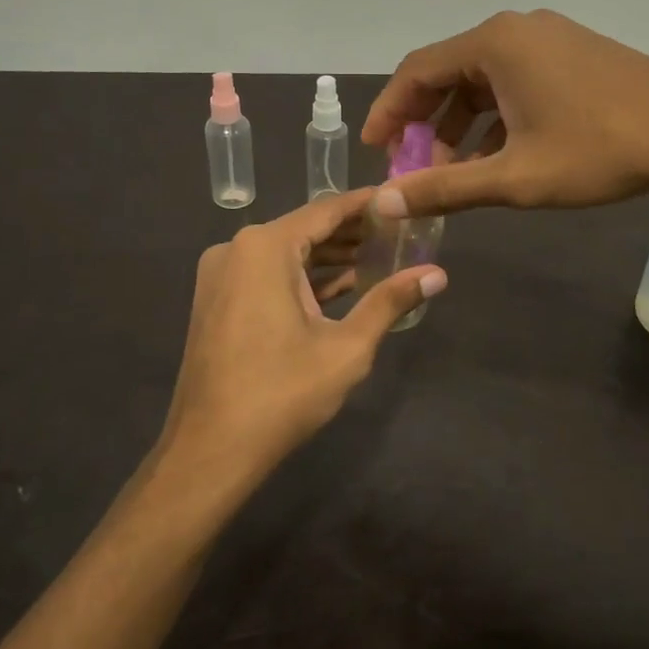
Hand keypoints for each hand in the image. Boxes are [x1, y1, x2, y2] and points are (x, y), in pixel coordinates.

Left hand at [161, 189, 446, 482]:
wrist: (210, 449)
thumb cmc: (281, 394)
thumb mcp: (346, 348)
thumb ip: (390, 302)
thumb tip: (438, 274)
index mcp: (265, 248)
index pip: (327, 211)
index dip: (367, 204)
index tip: (402, 199)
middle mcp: (236, 249)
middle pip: (306, 229)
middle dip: (352, 233)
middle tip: (400, 233)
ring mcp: (221, 275)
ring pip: (286, 254)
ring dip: (329, 258)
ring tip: (380, 258)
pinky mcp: (217, 300)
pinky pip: (267, 275)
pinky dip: (302, 279)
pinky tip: (342, 287)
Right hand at [361, 9, 648, 217]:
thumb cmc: (599, 152)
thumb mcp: (515, 177)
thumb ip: (444, 188)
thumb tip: (383, 202)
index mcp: (494, 44)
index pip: (417, 71)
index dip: (388, 112)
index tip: (375, 151)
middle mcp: (517, 29)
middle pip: (448, 73)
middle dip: (425, 122)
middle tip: (411, 167)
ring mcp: (549, 38)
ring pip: (483, 80)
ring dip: (461, 124)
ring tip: (452, 172)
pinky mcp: (573, 53)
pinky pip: (515, 81)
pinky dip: (495, 117)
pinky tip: (497, 156)